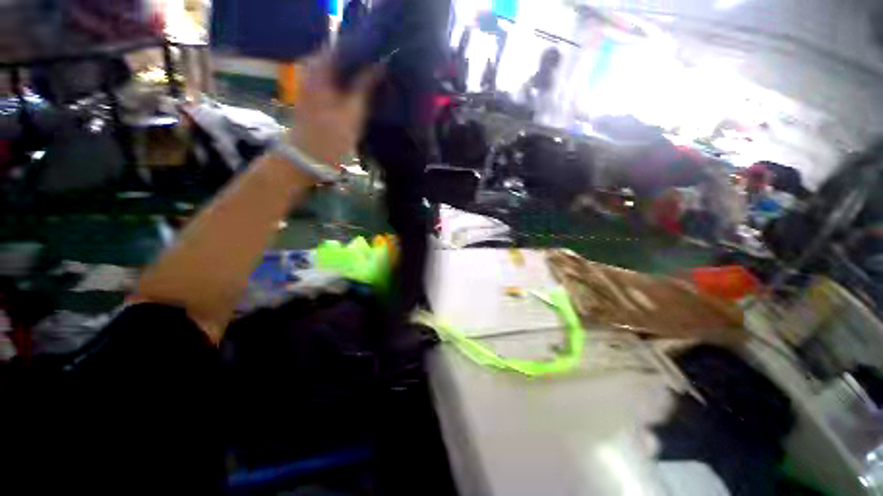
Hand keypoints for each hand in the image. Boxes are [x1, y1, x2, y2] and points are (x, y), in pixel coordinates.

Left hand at [286, 50, 379, 166]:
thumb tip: (381, 65)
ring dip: (356, 76)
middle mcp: (312, 68)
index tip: (382, 58)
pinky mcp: (314, 95)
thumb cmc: (331, 136)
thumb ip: (366, 85)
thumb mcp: (353, 111)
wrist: (308, 157)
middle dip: (362, 64)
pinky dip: (348, 85)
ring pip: (338, 71)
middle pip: (341, 58)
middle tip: (382, 72)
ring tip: (376, 82)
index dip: (365, 50)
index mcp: (320, 67)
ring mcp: (311, 82)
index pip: (345, 46)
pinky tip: (362, 94)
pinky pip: (334, 82)